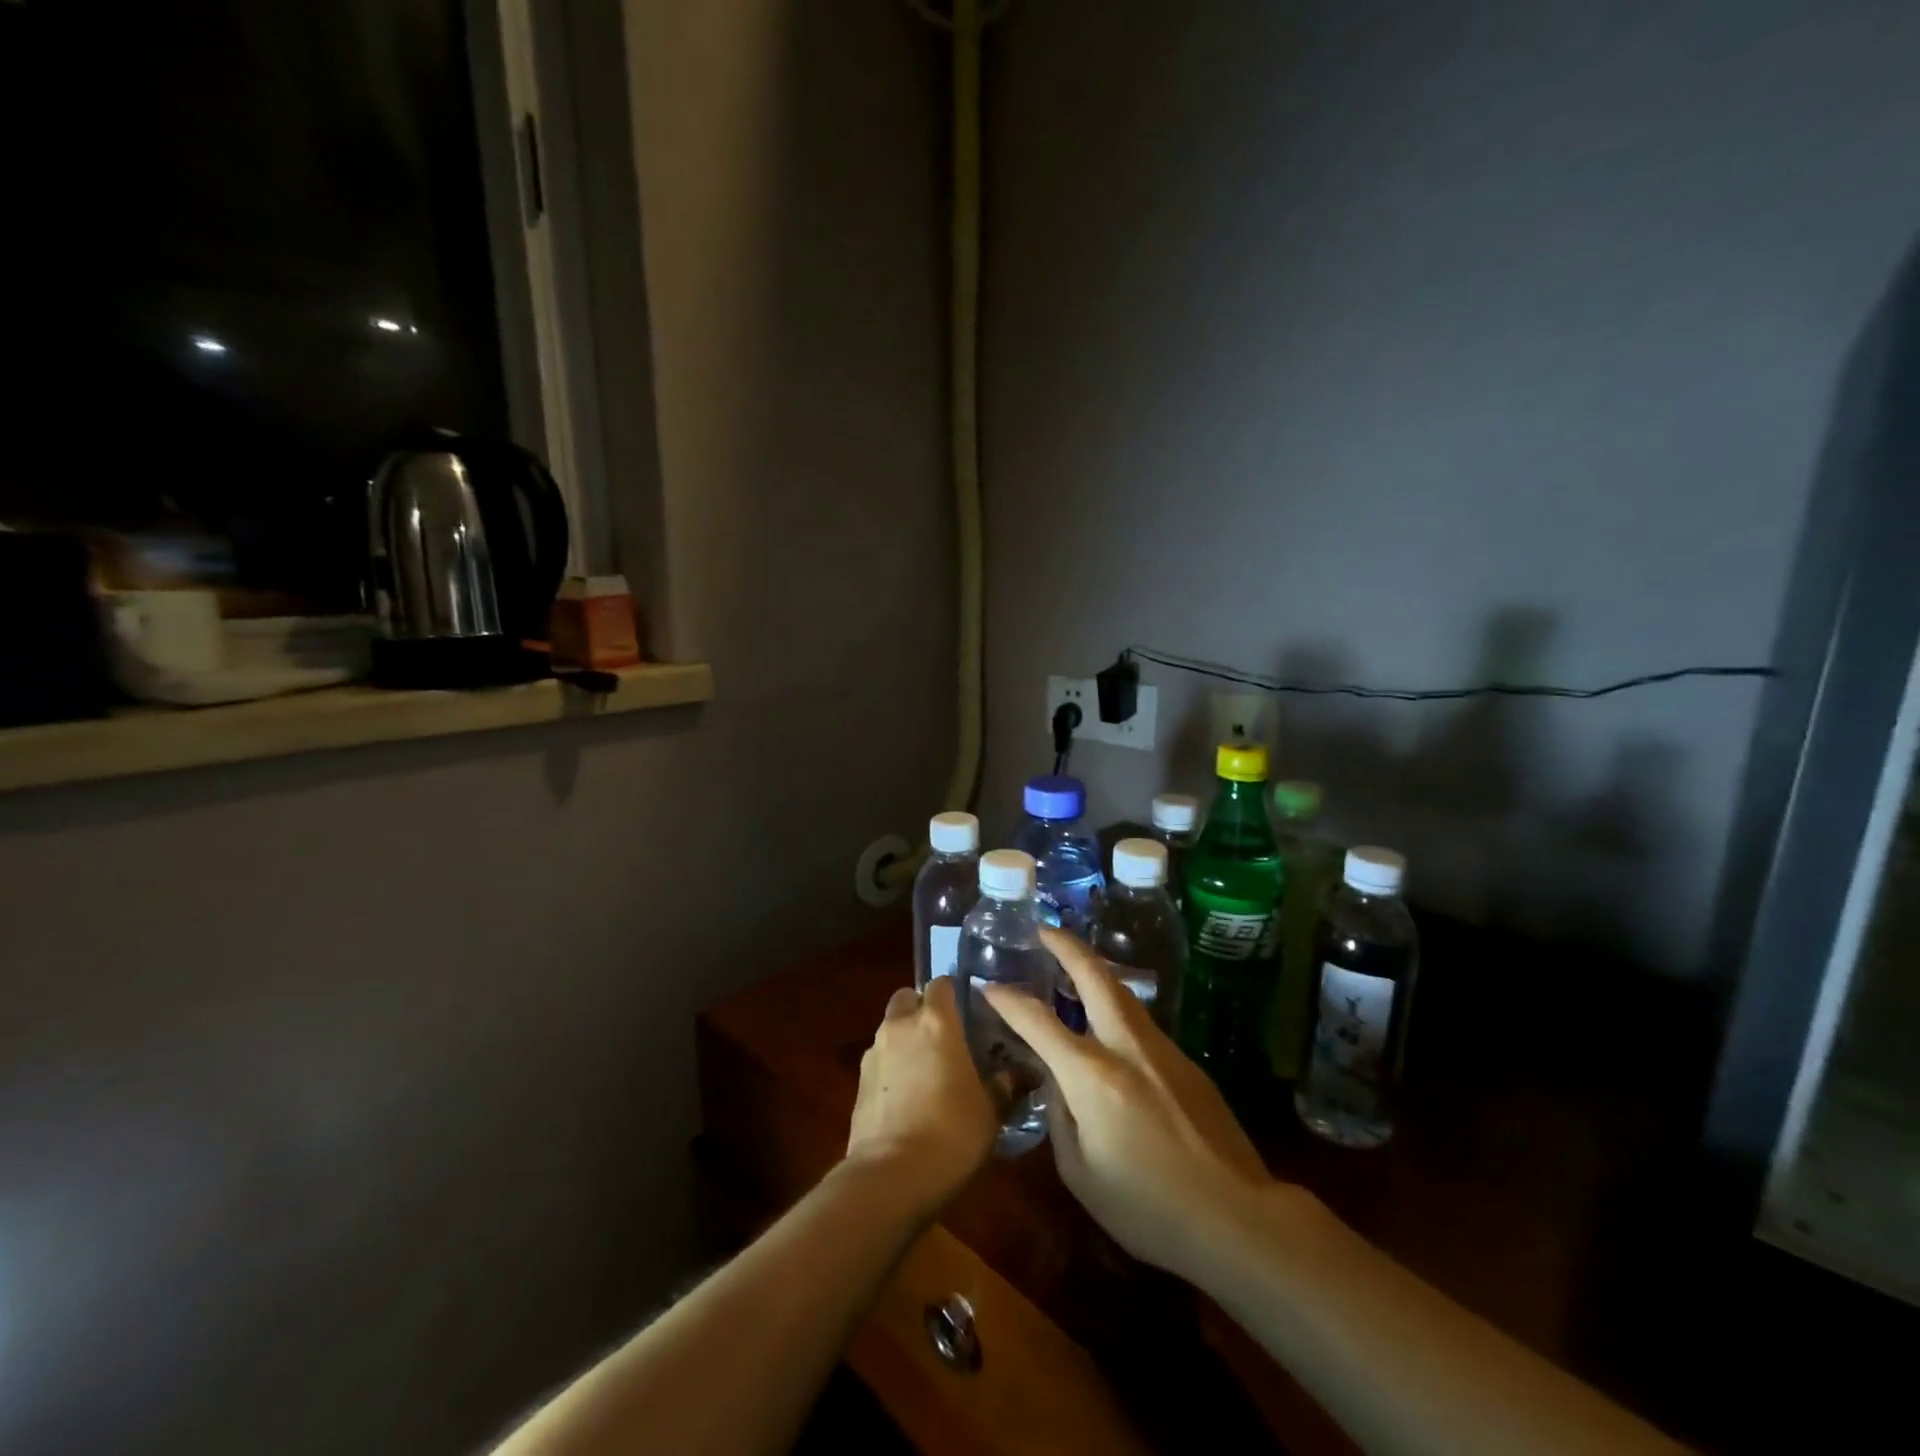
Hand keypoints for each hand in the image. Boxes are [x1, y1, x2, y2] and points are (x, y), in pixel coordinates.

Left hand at [845, 977, 998, 1220]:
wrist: (890, 1176)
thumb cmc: (951, 1133)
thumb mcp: (990, 1112)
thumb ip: (1002, 1085)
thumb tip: (1013, 1075)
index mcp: (936, 1022)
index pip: (941, 984)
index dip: (953, 993)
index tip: (968, 1010)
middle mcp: (901, 1026)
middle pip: (907, 998)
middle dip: (921, 1008)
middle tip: (943, 1036)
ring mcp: (875, 1052)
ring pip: (890, 1028)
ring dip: (905, 1038)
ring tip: (925, 1070)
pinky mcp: (858, 1081)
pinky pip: (879, 1059)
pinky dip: (891, 1067)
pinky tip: (906, 1096)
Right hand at [984, 927, 1286, 1281]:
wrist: (1237, 1217)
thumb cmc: (1148, 1208)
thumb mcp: (1081, 1174)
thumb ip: (1059, 1116)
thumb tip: (1055, 1081)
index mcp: (1092, 1076)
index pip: (1038, 1022)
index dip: (1009, 1000)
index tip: (989, 986)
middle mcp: (1126, 1047)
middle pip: (1094, 976)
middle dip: (1066, 946)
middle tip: (1044, 929)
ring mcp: (1162, 1049)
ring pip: (1122, 993)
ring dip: (1094, 970)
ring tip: (1073, 964)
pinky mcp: (1186, 1061)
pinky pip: (1141, 1022)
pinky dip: (1116, 1007)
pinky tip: (1109, 1024)